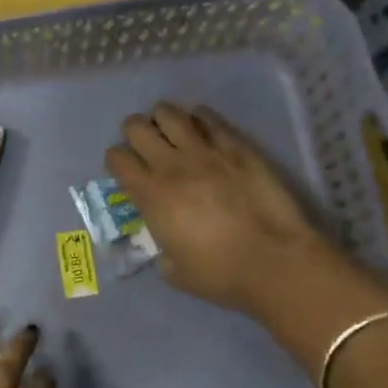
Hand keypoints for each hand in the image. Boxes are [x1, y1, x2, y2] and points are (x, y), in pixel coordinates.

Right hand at [107, 101, 326, 314]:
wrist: (272, 261)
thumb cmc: (219, 274)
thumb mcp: (172, 270)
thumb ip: (161, 248)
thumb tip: (165, 241)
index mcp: (150, 195)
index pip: (118, 158)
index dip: (116, 160)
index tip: (124, 169)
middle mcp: (171, 165)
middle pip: (137, 127)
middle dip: (134, 132)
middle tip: (144, 144)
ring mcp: (206, 151)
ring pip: (171, 114)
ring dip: (163, 118)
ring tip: (170, 129)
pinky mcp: (237, 147)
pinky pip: (210, 118)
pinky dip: (199, 118)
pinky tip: (201, 126)